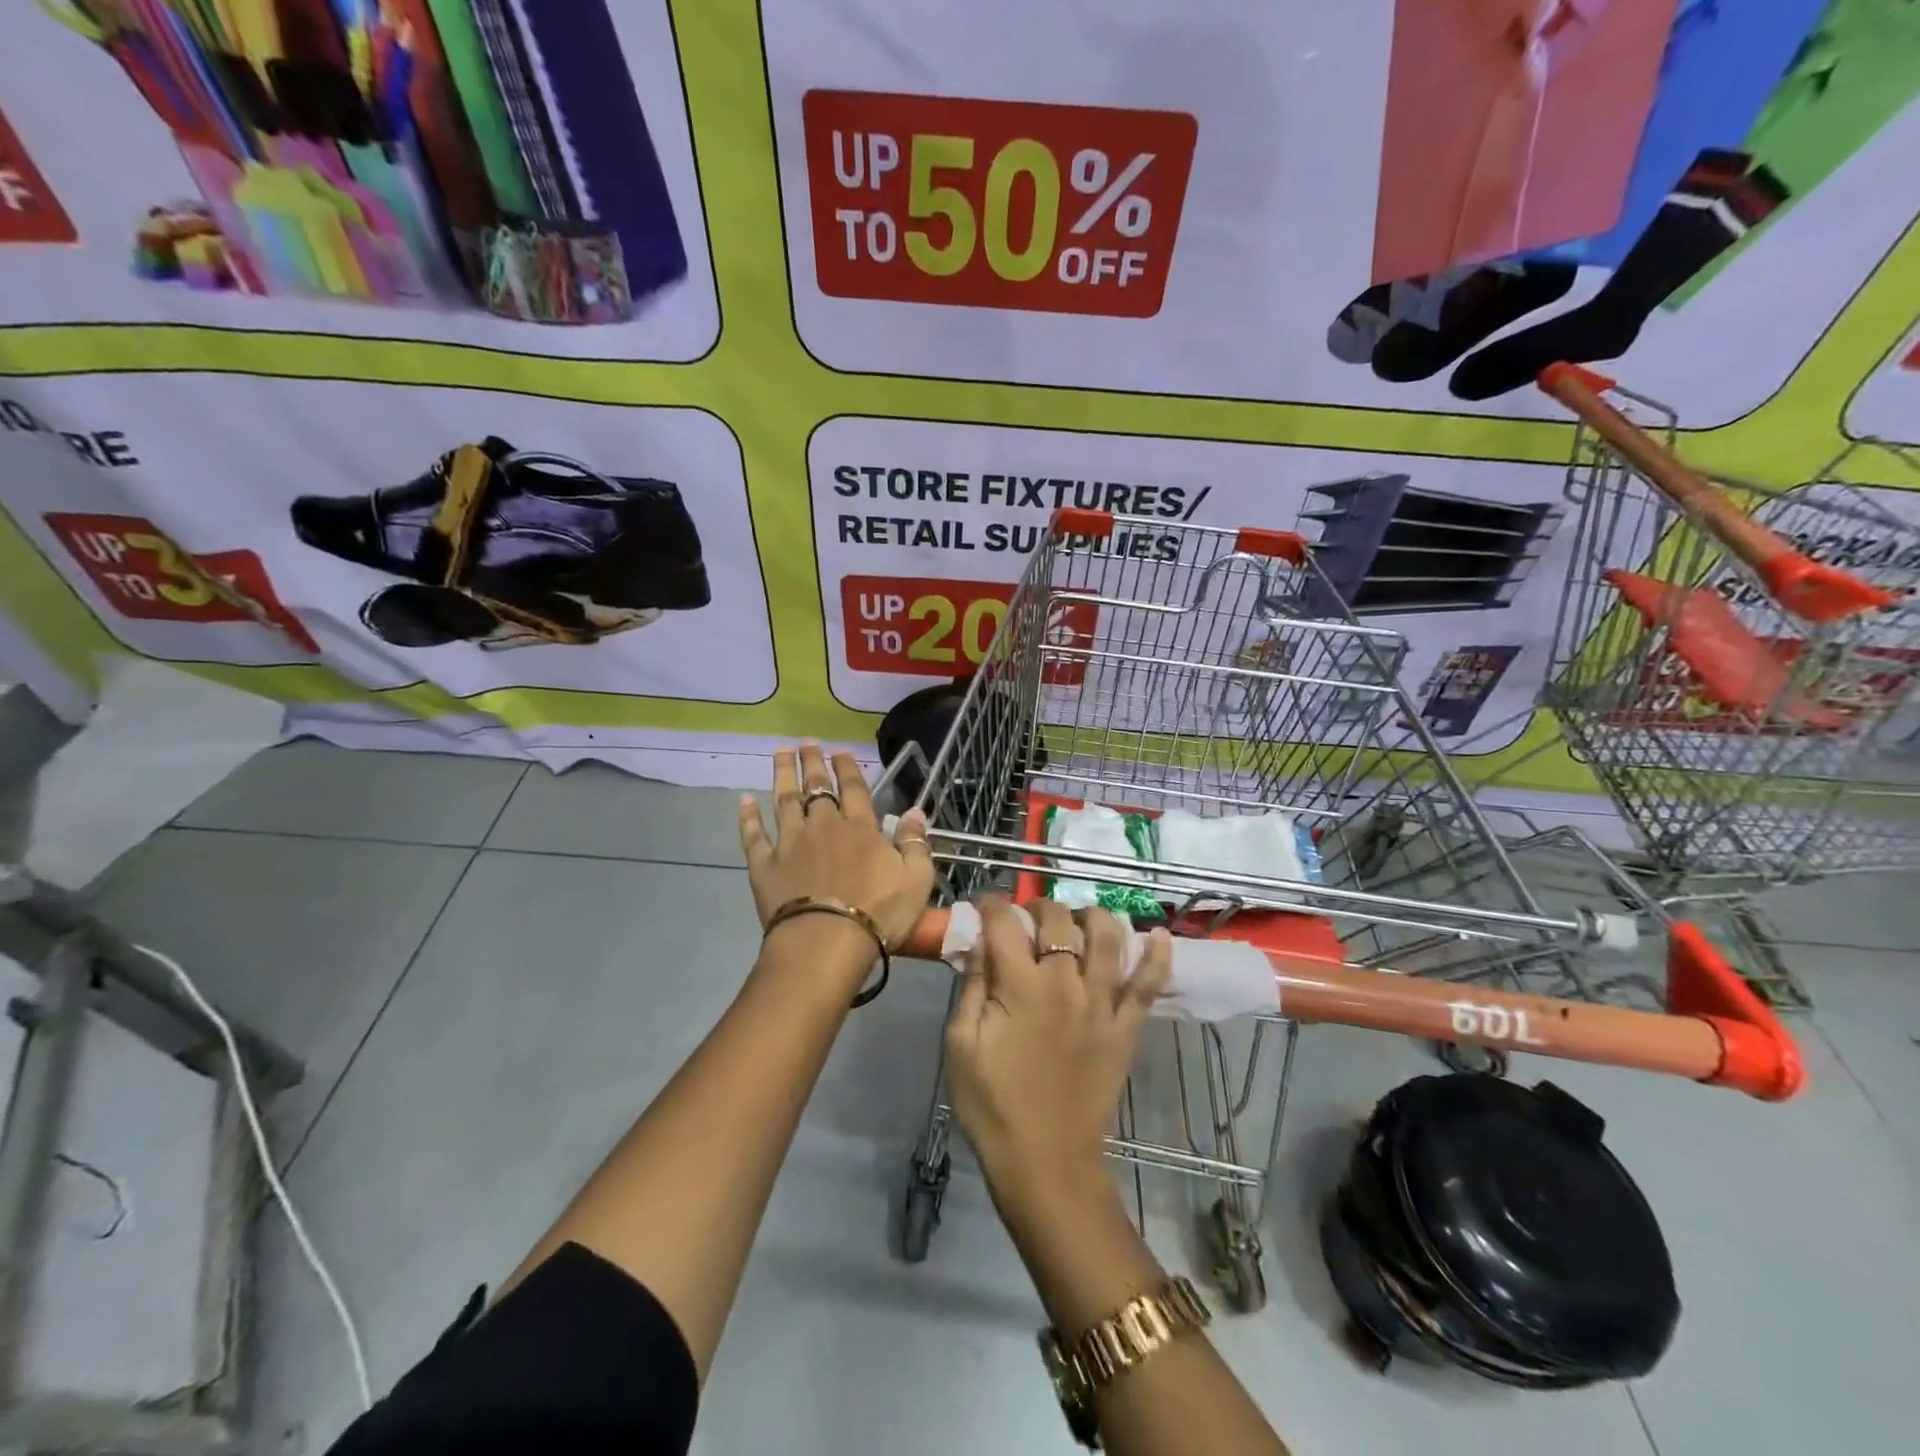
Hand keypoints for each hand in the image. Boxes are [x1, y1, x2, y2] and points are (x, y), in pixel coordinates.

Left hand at [739, 744, 935, 951]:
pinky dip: (748, 817)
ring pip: (784, 800)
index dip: (848, 768)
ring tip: (780, 752)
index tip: (840, 750)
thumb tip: (915, 810)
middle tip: (807, 742)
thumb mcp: (916, 879)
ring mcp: (790, 843)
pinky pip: (754, 835)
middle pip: (817, 787)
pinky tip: (744, 800)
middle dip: (813, 762)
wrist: (827, 942)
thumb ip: (915, 842)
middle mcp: (823, 826)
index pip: (854, 789)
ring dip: (783, 774)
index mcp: (860, 828)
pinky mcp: (765, 865)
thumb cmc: (879, 914)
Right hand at [944, 898, 1170, 1207]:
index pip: (1007, 924)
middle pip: (1059, 921)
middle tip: (1027, 915)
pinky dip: (1158, 957)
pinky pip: (1148, 985)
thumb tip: (978, 943)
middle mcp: (1066, 983)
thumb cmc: (993, 1105)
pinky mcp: (1126, 1028)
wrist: (1046, 1163)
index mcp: (1020, 986)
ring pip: (1108, 939)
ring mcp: (1102, 1004)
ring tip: (1080, 918)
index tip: (984, 903)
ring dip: (1094, 916)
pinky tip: (1160, 935)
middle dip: (1040, 906)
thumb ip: (971, 986)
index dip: (993, 904)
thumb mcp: (961, 1044)